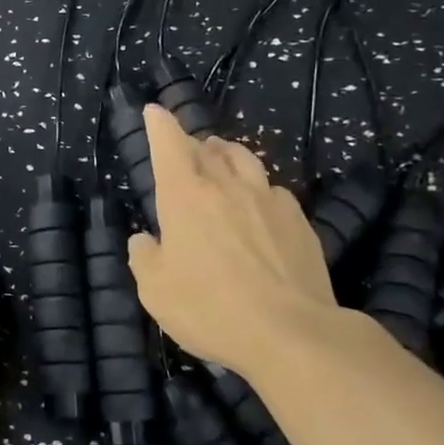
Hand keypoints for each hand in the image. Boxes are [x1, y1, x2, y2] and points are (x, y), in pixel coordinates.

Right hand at [127, 103, 349, 375]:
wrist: (292, 333)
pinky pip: (272, 189)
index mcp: (184, 196)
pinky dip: (257, 186)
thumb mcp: (155, 291)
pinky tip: (258, 203)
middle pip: (206, 149)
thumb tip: (145, 240)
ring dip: (227, 154)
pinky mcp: (298, 220)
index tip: (154, 111)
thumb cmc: (210, 309)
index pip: (168, 144)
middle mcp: (226, 186)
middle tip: (185, 146)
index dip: (159, 124)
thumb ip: (145, 257)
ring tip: (221, 159)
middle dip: (191, 142)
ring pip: (244, 159)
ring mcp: (267, 199)